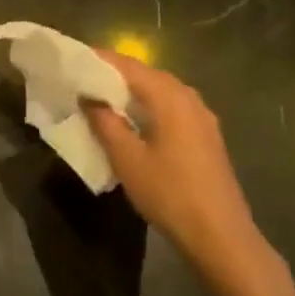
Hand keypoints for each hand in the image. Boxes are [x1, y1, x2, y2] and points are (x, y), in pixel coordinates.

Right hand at [84, 52, 279, 289]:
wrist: (221, 236)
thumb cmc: (169, 193)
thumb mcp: (127, 158)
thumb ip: (105, 122)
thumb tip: (89, 97)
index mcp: (169, 96)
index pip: (128, 65)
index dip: (99, 60)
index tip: (74, 59)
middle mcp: (188, 97)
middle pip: (146, 74)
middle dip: (115, 74)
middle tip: (83, 79)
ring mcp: (202, 117)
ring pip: (161, 91)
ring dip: (132, 91)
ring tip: (103, 98)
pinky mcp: (206, 136)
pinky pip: (172, 107)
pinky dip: (149, 106)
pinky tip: (134, 122)